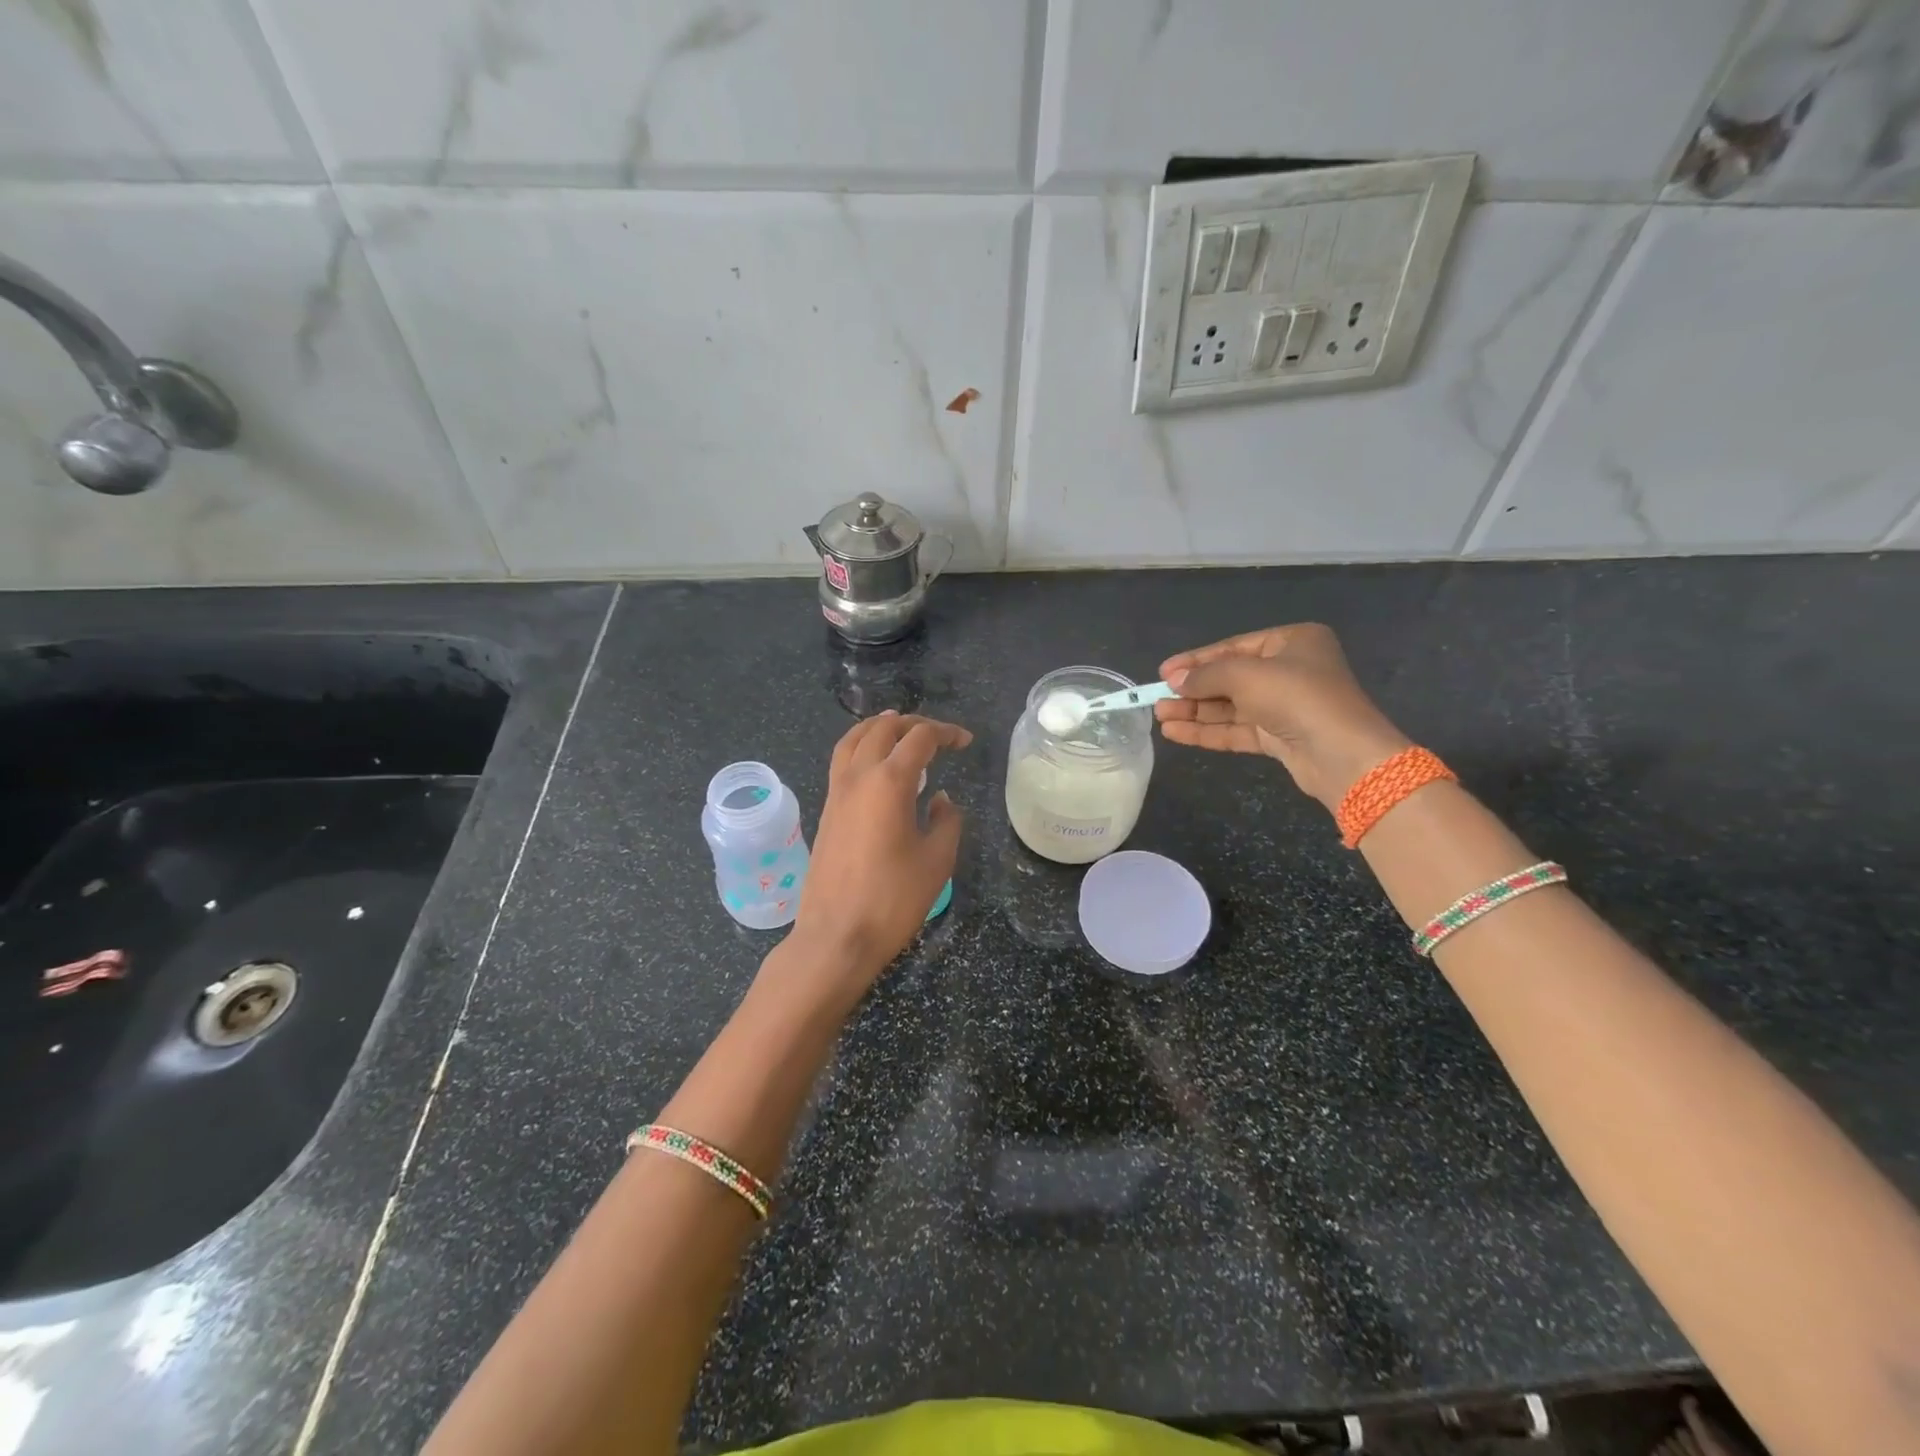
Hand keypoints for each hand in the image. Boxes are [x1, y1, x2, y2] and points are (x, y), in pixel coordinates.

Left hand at [784, 711, 971, 999]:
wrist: (836, 936)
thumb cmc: (893, 900)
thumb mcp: (937, 861)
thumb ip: (947, 822)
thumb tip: (942, 800)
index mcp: (889, 782)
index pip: (919, 738)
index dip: (946, 733)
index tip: (965, 742)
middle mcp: (858, 777)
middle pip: (883, 729)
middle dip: (913, 723)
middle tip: (937, 735)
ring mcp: (836, 792)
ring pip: (853, 739)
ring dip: (879, 728)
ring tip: (898, 729)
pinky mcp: (826, 811)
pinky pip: (842, 761)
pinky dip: (860, 747)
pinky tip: (875, 764)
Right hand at [1154, 624, 1410, 809]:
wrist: (1342, 753)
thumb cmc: (1296, 697)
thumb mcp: (1245, 675)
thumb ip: (1205, 675)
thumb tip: (1173, 679)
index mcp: (1292, 642)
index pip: (1233, 647)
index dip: (1196, 660)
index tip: (1163, 672)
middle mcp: (1290, 670)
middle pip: (1230, 678)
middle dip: (1193, 690)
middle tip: (1157, 698)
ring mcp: (1285, 706)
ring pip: (1231, 706)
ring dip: (1195, 712)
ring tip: (1160, 717)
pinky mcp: (1280, 737)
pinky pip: (1237, 729)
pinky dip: (1208, 731)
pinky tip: (1176, 733)